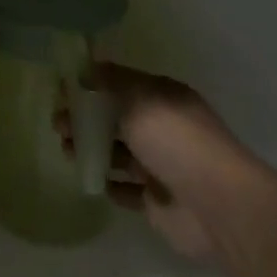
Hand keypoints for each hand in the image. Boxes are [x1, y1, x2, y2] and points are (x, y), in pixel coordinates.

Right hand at [64, 62, 276, 265]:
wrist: (218, 206)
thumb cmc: (177, 142)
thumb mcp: (141, 99)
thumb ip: (110, 83)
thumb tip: (85, 70)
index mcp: (163, 98)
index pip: (121, 84)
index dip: (91, 84)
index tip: (62, 90)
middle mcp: (162, 128)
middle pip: (115, 118)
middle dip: (85, 119)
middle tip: (58, 125)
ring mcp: (160, 165)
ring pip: (117, 152)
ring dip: (90, 149)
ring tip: (66, 150)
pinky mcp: (156, 201)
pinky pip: (125, 188)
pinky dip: (108, 183)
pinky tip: (91, 179)